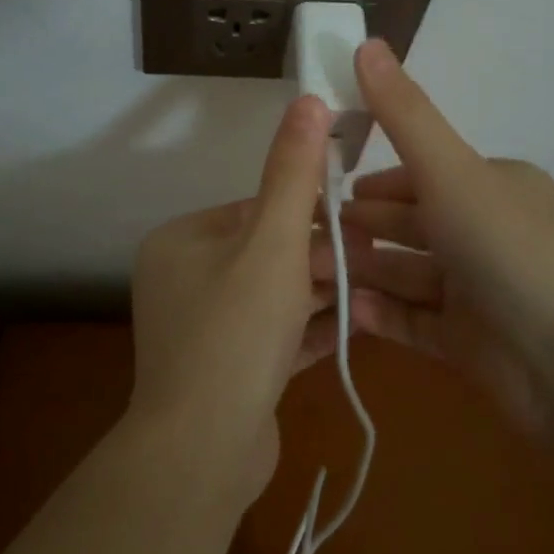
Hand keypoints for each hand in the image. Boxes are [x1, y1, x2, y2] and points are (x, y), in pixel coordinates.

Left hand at [127, 95, 338, 499]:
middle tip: (372, 260)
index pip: (254, 209)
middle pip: (265, 253)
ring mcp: (200, 329)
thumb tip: (309, 100)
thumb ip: (293, 173)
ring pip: (272, 296)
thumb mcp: (273, 243)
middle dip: (319, 257)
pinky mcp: (223, 370)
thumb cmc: (236, 331)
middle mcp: (182, 279)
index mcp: (181, 241)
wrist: (202, 453)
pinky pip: (270, 336)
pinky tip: (353, 329)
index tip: (357, 222)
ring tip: (372, 289)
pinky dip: (306, 330)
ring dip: (319, 293)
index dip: (308, 214)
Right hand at [331, 40, 553, 430]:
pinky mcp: (471, 343)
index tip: (328, 190)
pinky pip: (414, 321)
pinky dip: (381, 315)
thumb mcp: (450, 170)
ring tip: (310, 274)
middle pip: (411, 226)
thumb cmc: (507, 249)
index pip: (422, 175)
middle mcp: (487, 233)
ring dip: (363, 272)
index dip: (376, 183)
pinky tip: (344, 312)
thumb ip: (403, 113)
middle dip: (360, 228)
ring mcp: (479, 291)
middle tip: (306, 236)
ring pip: (407, 274)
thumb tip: (366, 41)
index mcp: (491, 186)